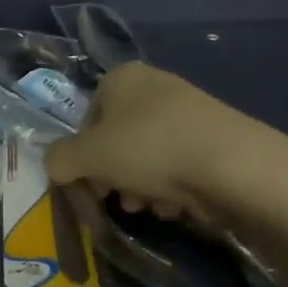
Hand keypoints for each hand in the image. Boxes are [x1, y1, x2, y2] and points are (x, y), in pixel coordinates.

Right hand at [46, 63, 243, 220]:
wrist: (231, 164)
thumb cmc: (148, 148)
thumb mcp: (86, 156)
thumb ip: (59, 160)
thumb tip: (55, 166)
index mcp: (121, 78)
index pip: (87, 119)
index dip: (82, 155)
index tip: (89, 185)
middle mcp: (154, 86)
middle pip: (118, 139)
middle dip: (113, 175)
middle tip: (116, 200)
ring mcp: (189, 111)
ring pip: (148, 155)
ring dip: (140, 186)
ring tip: (148, 208)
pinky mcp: (214, 138)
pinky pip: (179, 164)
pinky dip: (172, 187)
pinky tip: (175, 206)